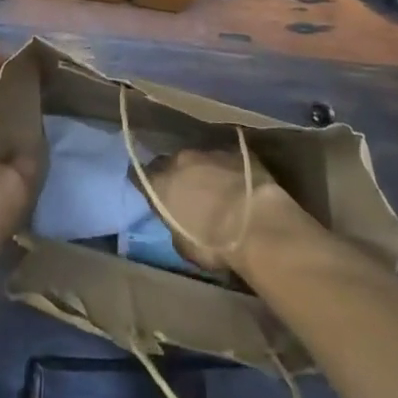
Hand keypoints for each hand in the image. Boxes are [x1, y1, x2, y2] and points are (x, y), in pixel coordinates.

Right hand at [141, 147, 300, 272]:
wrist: (256, 223)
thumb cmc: (214, 243)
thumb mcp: (184, 246)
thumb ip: (175, 226)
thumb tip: (178, 222)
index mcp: (161, 183)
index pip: (140, 176)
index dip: (145, 183)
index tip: (150, 192)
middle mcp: (180, 160)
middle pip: (172, 163)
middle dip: (177, 175)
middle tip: (187, 192)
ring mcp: (209, 152)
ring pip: (200, 159)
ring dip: (204, 171)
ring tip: (216, 189)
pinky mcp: (236, 151)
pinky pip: (226, 158)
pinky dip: (228, 169)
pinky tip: (238, 183)